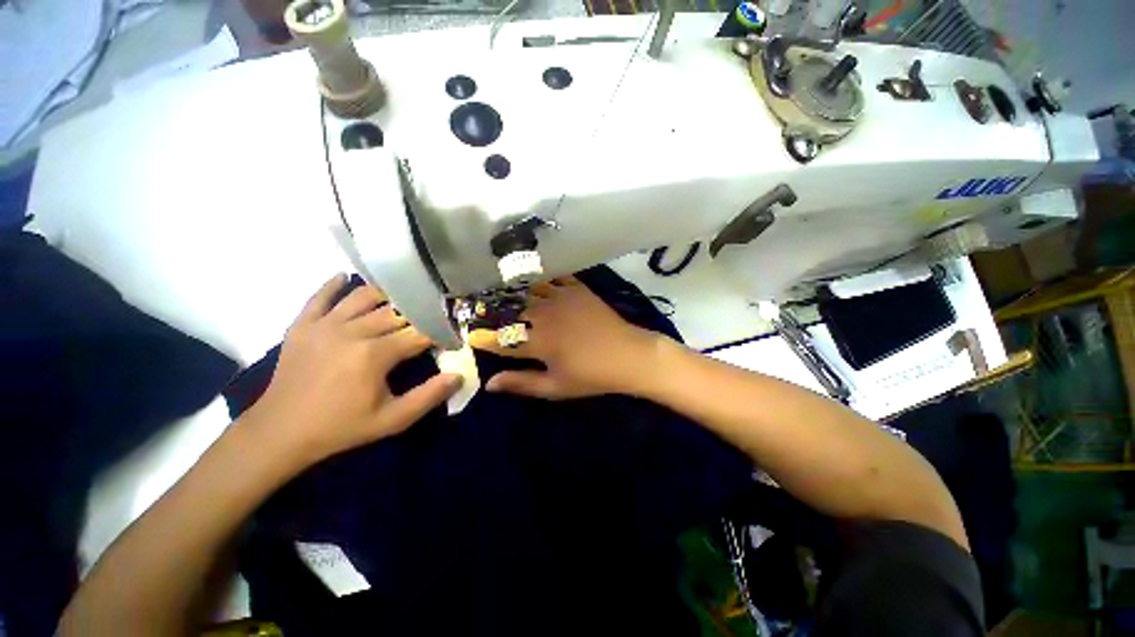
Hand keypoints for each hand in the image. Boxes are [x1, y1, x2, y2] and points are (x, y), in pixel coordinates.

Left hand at [244, 274, 460, 466]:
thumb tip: (458, 375)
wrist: (279, 434)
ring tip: (400, 297)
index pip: (418, 334)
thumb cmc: (341, 427)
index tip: (450, 333)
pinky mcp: (302, 325)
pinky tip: (344, 276)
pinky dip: (332, 285)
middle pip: (395, 313)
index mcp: (375, 354)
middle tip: (431, 314)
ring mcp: (324, 325)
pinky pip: (319, 297)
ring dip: (385, 295)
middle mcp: (352, 331)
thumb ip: (429, 397)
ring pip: (362, 297)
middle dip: (417, 314)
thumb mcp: (392, 420)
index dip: (438, 332)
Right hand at [469, 278, 665, 399]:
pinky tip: (529, 273)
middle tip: (474, 305)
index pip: (500, 338)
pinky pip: (552, 276)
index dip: (481, 336)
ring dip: (509, 289)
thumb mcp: (556, 387)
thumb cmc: (592, 376)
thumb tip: (489, 384)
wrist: (629, 356)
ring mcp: (561, 298)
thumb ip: (522, 383)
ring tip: (492, 285)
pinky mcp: (576, 288)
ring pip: (527, 290)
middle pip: (509, 309)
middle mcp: (544, 315)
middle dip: (489, 309)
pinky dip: (538, 275)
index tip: (467, 333)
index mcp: (538, 342)